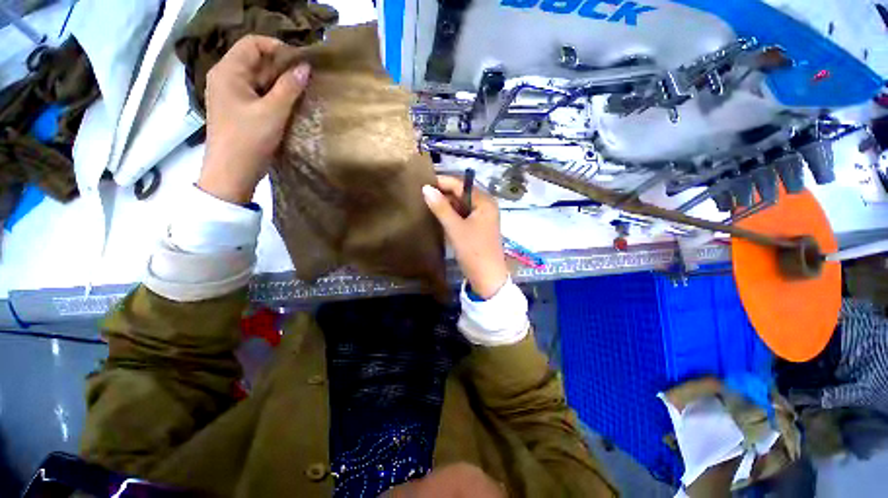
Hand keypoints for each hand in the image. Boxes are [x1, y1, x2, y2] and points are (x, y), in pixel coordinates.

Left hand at [198, 35, 310, 203]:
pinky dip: (275, 96)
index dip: (277, 48)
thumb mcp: (272, 112)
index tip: (300, 62)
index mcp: (228, 71)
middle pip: (256, 61)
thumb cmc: (249, 140)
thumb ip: (289, 88)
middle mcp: (226, 78)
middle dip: (282, 67)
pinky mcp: (239, 109)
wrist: (232, 173)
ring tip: (303, 93)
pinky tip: (291, 105)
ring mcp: (232, 95)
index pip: (252, 43)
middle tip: (306, 80)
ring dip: (280, 84)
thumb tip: (305, 67)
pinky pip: (259, 94)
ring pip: (259, 79)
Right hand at [423, 175, 508, 298]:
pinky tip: (439, 216)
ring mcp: (483, 218)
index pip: (462, 185)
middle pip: (462, 194)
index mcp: (485, 202)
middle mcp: (486, 206)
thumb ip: (441, 207)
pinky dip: (452, 215)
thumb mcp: (455, 228)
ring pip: (462, 206)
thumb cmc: (473, 250)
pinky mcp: (478, 229)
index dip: (443, 182)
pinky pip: (463, 216)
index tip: (422, 182)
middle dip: (444, 194)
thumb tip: (426, 188)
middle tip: (422, 194)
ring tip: (427, 203)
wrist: (487, 278)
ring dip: (447, 205)